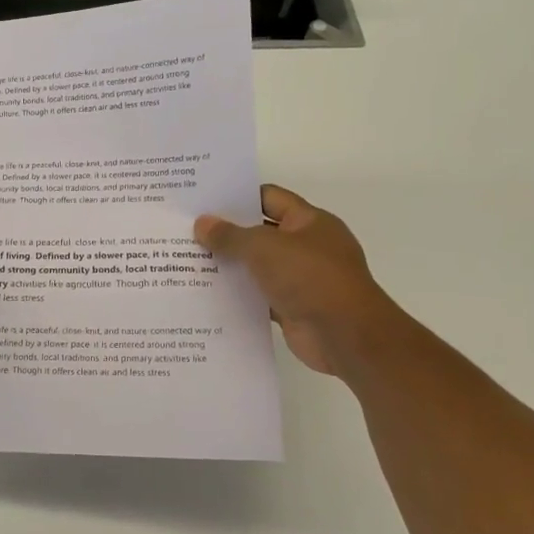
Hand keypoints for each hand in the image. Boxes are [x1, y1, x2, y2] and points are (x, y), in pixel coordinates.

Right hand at [195, 185, 396, 374]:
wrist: (345, 335)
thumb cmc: (309, 277)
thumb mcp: (263, 248)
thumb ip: (230, 235)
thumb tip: (202, 224)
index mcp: (309, 221)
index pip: (269, 198)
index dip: (237, 198)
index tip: (204, 202)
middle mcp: (307, 246)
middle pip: (260, 232)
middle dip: (228, 233)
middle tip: (188, 231)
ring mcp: (301, 279)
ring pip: (258, 266)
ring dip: (231, 266)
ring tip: (189, 262)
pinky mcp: (293, 307)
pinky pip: (259, 296)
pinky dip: (239, 295)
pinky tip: (207, 294)